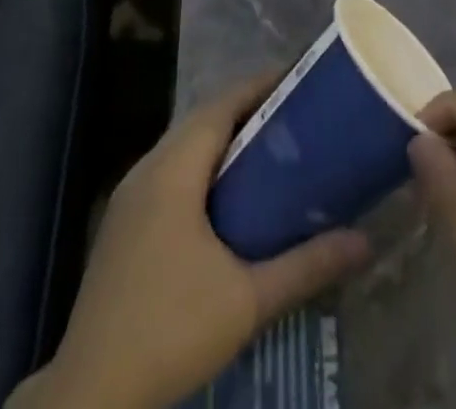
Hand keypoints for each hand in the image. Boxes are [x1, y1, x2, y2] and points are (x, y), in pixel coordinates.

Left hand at [9, 75, 370, 408]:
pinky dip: (202, 167)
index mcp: (173, 169)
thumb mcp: (248, 299)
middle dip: (247, 110)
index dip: (259, 85)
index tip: (298, 78)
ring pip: (183, 147)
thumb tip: (364, 241)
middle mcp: (147, 170)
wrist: (91, 396)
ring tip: (270, 148)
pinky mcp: (122, 226)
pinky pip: (169, 172)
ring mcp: (129, 198)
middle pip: (202, 120)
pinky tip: (228, 196)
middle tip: (294, 114)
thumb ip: (306, 265)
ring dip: (223, 139)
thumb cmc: (171, 329)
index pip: (221, 104)